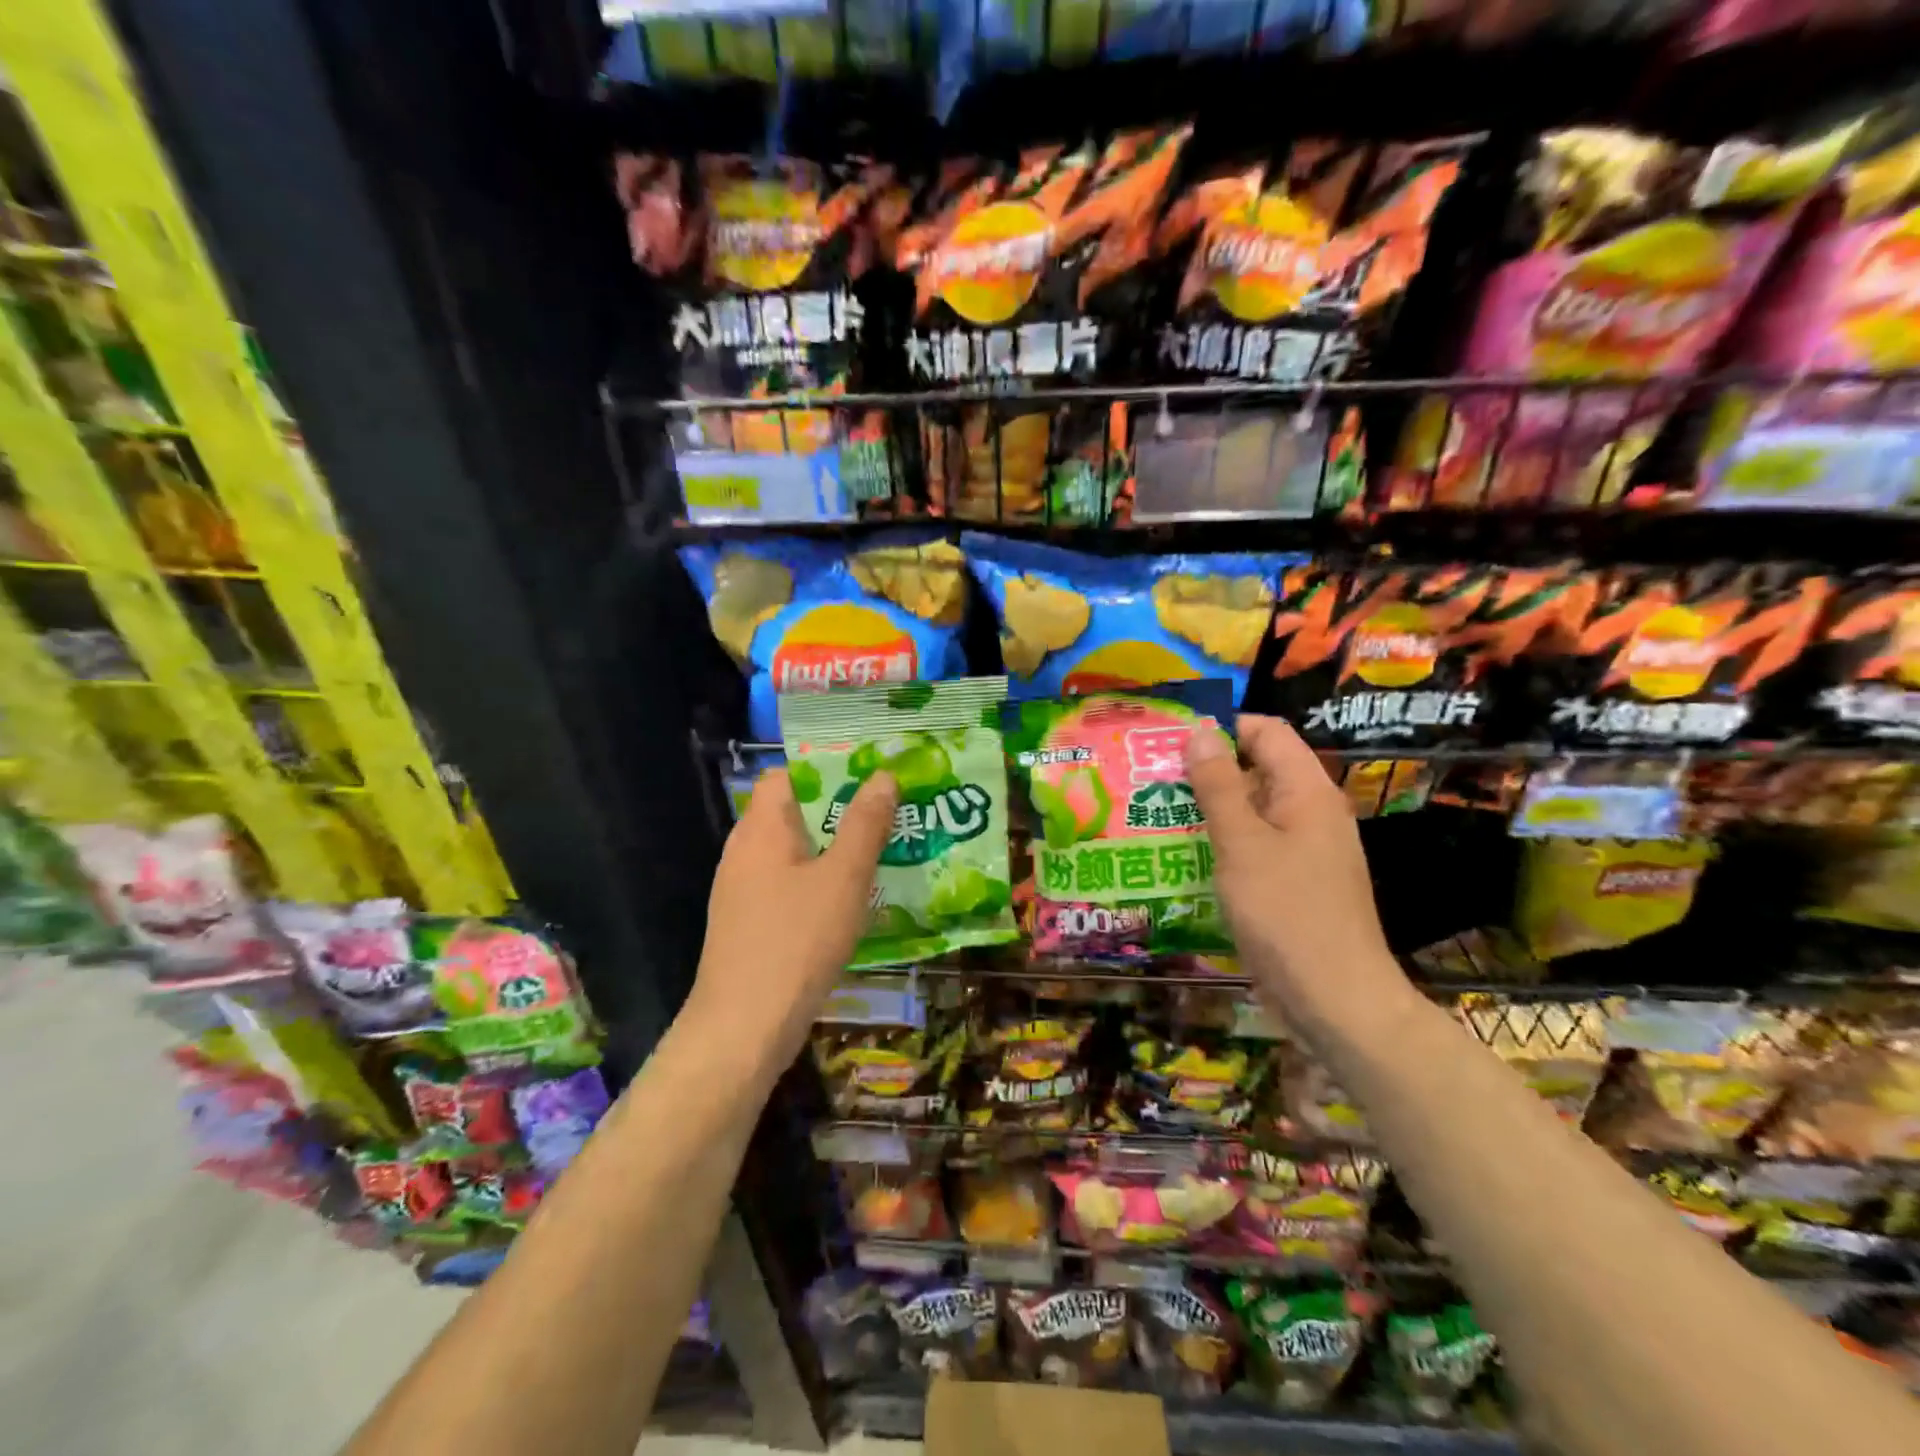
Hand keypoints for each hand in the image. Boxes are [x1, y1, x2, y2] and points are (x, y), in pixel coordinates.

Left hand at [687, 767, 897, 1061]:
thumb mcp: (844, 877)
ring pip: (793, 852)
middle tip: (888, 813)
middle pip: (792, 812)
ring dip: (832, 849)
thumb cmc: (797, 940)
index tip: (870, 777)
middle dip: (839, 810)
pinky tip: (850, 901)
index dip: (825, 769)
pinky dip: (817, 882)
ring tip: (880, 852)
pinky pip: (787, 885)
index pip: (786, 775)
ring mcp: (741, 890)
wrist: (743, 1028)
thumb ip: (864, 824)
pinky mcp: (748, 923)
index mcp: (762, 828)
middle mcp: (744, 850)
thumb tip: (883, 776)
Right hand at [1184, 714, 1408, 1029]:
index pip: (1268, 732)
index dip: (1224, 726)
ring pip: (1253, 809)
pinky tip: (1184, 853)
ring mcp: (1305, 849)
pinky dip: (1222, 841)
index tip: (1174, 738)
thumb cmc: (1287, 913)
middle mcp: (1311, 812)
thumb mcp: (1242, 844)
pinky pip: (1255, 844)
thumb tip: (1201, 732)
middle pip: (1259, 768)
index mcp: (1307, 792)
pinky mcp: (1294, 882)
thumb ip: (1219, 786)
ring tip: (1157, 810)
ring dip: (1210, 807)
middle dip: (1208, 768)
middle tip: (1153, 776)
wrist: (1335, 999)